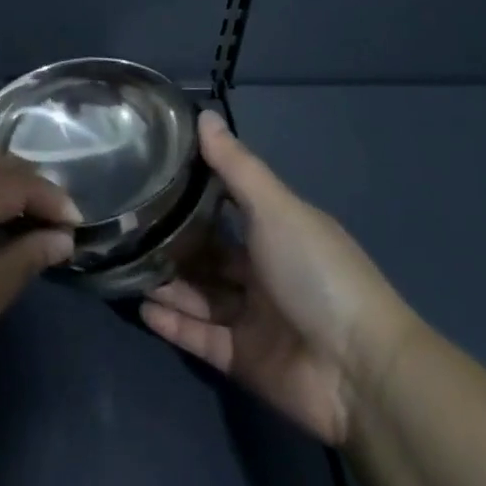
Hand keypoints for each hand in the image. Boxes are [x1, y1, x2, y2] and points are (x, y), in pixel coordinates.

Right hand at [141, 111, 418, 446]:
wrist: (359, 371)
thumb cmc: (316, 272)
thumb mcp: (275, 208)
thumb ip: (235, 165)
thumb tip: (203, 114)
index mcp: (277, 232)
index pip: (227, 206)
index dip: (194, 192)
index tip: (153, 173)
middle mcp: (263, 271)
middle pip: (209, 253)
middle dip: (174, 241)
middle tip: (128, 225)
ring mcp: (252, 317)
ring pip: (199, 294)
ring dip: (167, 281)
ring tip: (125, 264)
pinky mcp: (242, 359)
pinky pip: (200, 336)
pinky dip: (173, 323)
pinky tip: (142, 306)